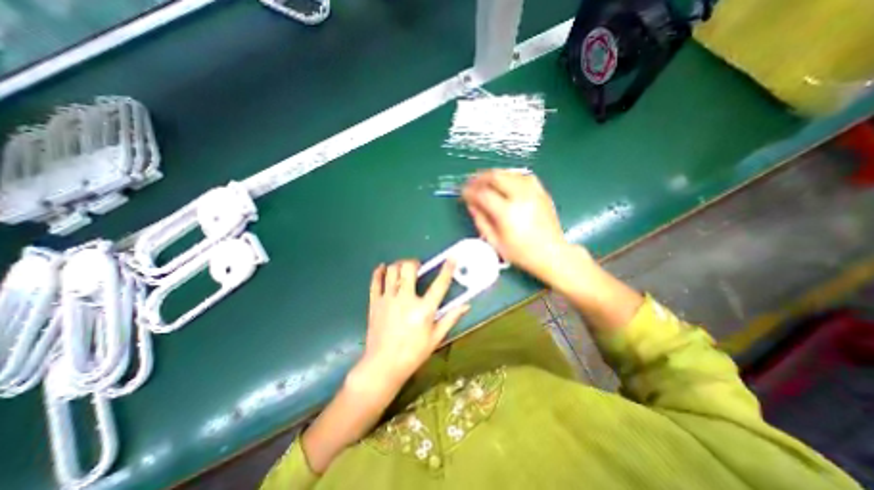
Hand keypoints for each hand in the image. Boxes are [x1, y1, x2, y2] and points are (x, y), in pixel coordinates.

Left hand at [351, 261, 466, 394]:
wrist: (382, 365)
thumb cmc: (412, 353)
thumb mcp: (435, 338)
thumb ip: (450, 319)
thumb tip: (466, 305)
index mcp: (423, 310)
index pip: (439, 285)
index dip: (447, 269)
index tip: (452, 258)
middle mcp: (405, 300)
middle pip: (408, 269)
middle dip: (414, 262)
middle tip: (417, 266)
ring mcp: (388, 299)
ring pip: (391, 271)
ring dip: (398, 265)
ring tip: (403, 268)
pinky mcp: (375, 303)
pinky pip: (375, 281)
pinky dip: (379, 272)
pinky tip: (382, 268)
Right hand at [460, 169, 589, 283]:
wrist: (552, 254)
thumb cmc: (521, 253)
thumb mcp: (495, 242)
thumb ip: (481, 221)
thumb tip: (471, 204)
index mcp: (507, 213)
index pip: (483, 194)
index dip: (470, 191)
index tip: (462, 193)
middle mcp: (520, 197)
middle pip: (496, 176)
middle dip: (480, 177)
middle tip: (471, 183)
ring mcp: (533, 192)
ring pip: (509, 172)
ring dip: (494, 175)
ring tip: (485, 181)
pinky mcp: (541, 192)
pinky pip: (523, 175)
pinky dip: (509, 176)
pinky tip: (504, 182)